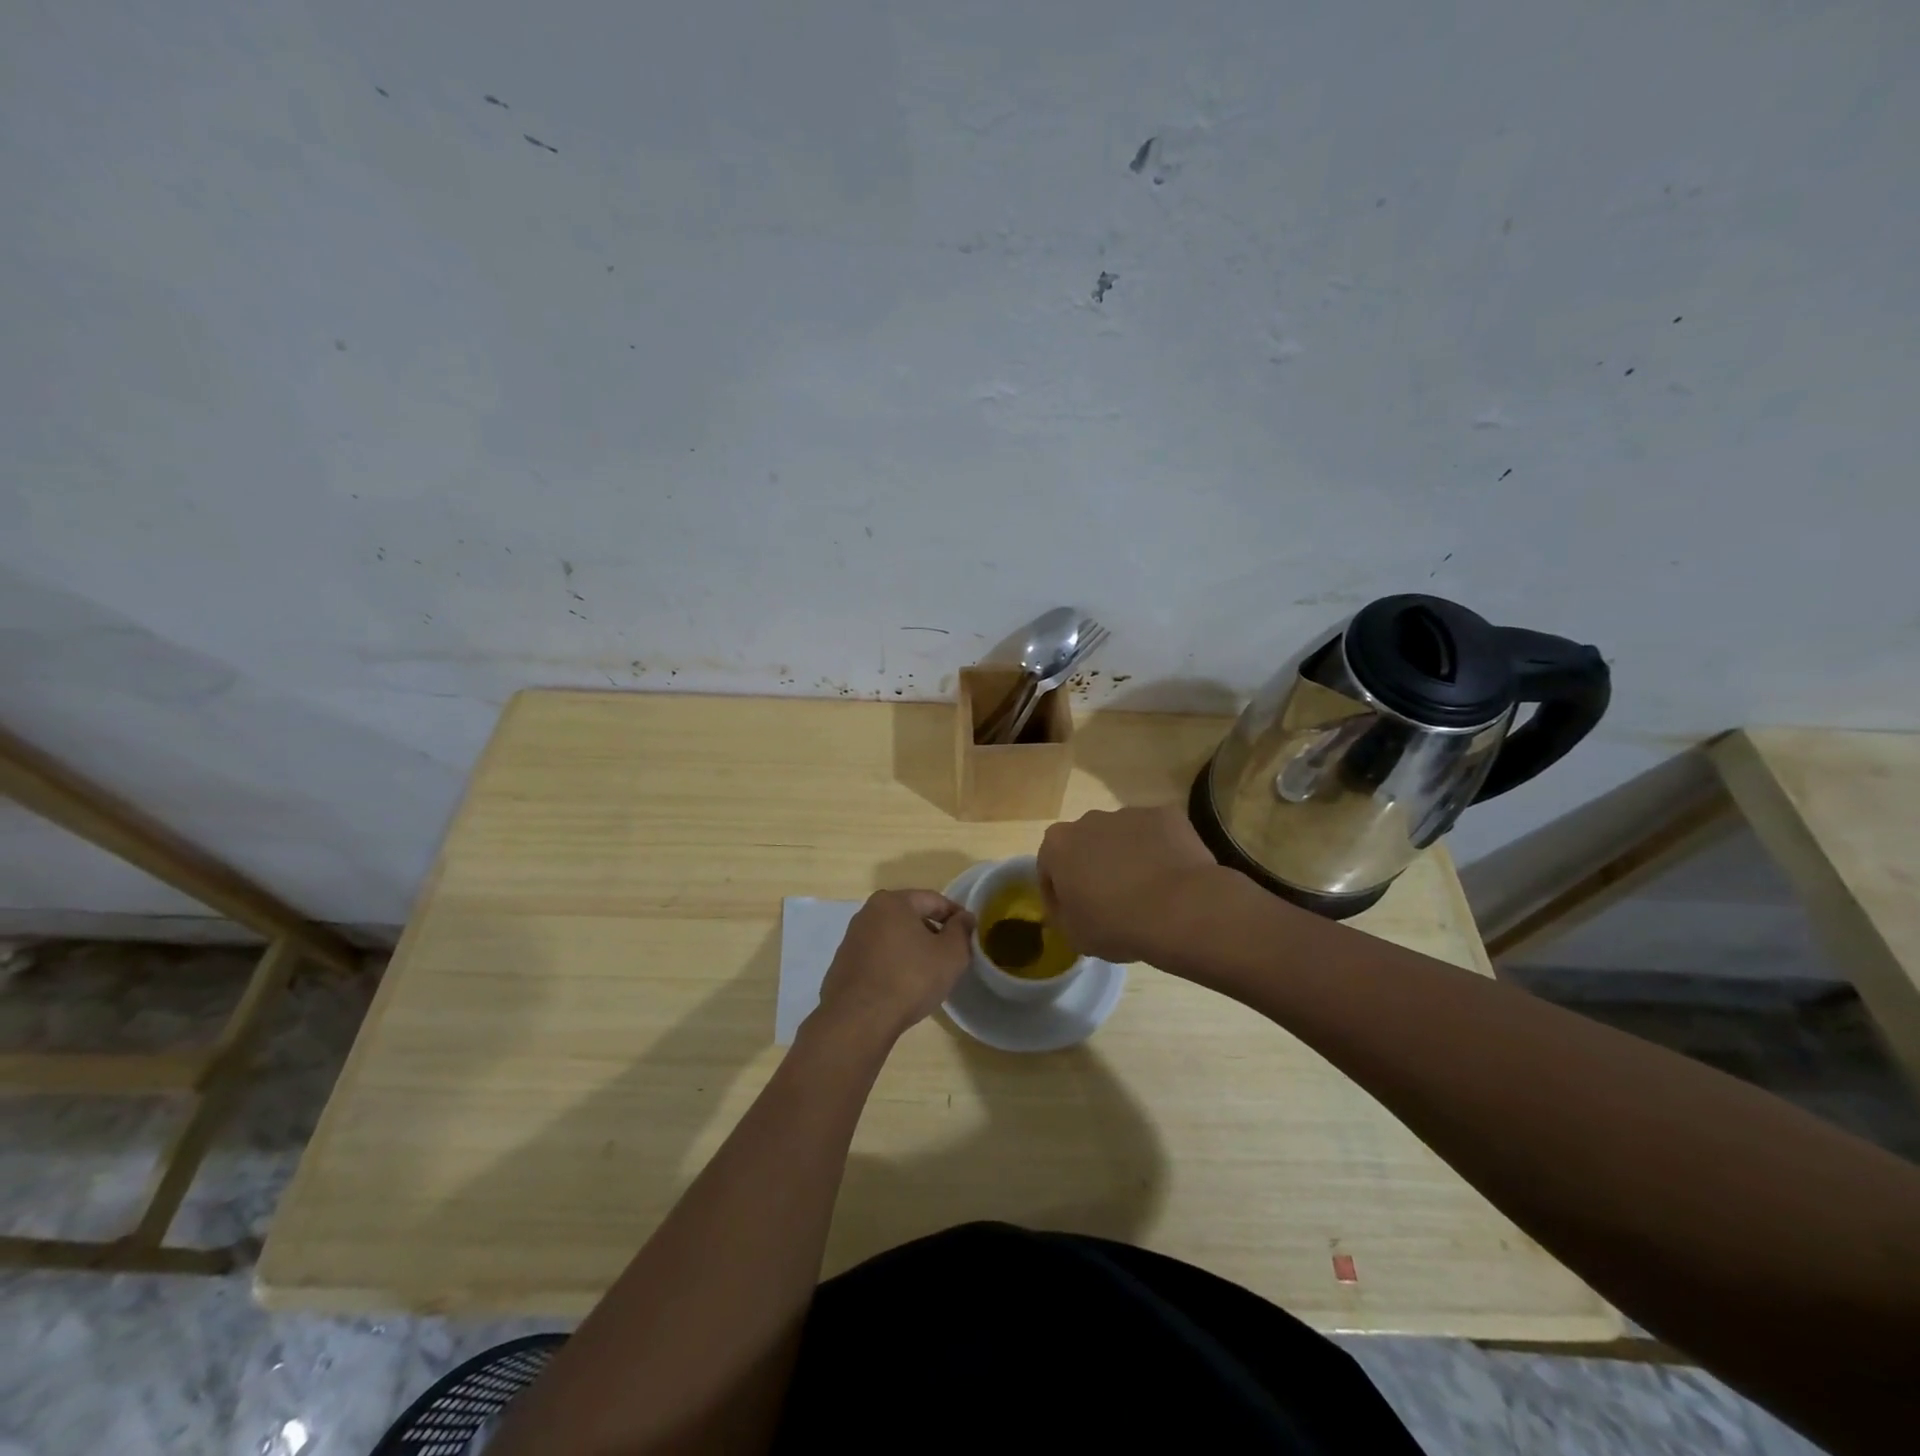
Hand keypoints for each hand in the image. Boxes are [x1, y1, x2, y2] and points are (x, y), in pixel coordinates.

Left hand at [812, 890, 974, 1045]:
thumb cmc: (910, 979)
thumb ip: (961, 930)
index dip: (955, 915)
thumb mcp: (950, 954)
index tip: (969, 933)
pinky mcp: (843, 964)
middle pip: (910, 916)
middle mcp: (867, 913)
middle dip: (932, 932)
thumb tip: (964, 917)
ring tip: (928, 973)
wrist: (858, 1020)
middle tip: (950, 955)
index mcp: (892, 902)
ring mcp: (852, 939)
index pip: (933, 900)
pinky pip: (877, 956)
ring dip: (912, 948)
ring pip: (893, 937)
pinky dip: (893, 964)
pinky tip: (902, 986)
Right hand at [1038, 805, 1222, 963]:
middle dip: (1093, 867)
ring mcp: (1129, 814)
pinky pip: (1156, 835)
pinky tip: (1171, 879)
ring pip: (1122, 837)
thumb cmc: (1116, 925)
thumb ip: (1063, 915)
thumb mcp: (1074, 935)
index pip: (1048, 867)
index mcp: (1058, 845)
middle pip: (1085, 844)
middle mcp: (1089, 820)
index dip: (1058, 893)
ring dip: (1126, 857)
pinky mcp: (1165, 815)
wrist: (1180, 909)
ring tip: (1146, 891)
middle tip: (1110, 901)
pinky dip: (1159, 851)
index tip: (1073, 914)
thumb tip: (1069, 907)